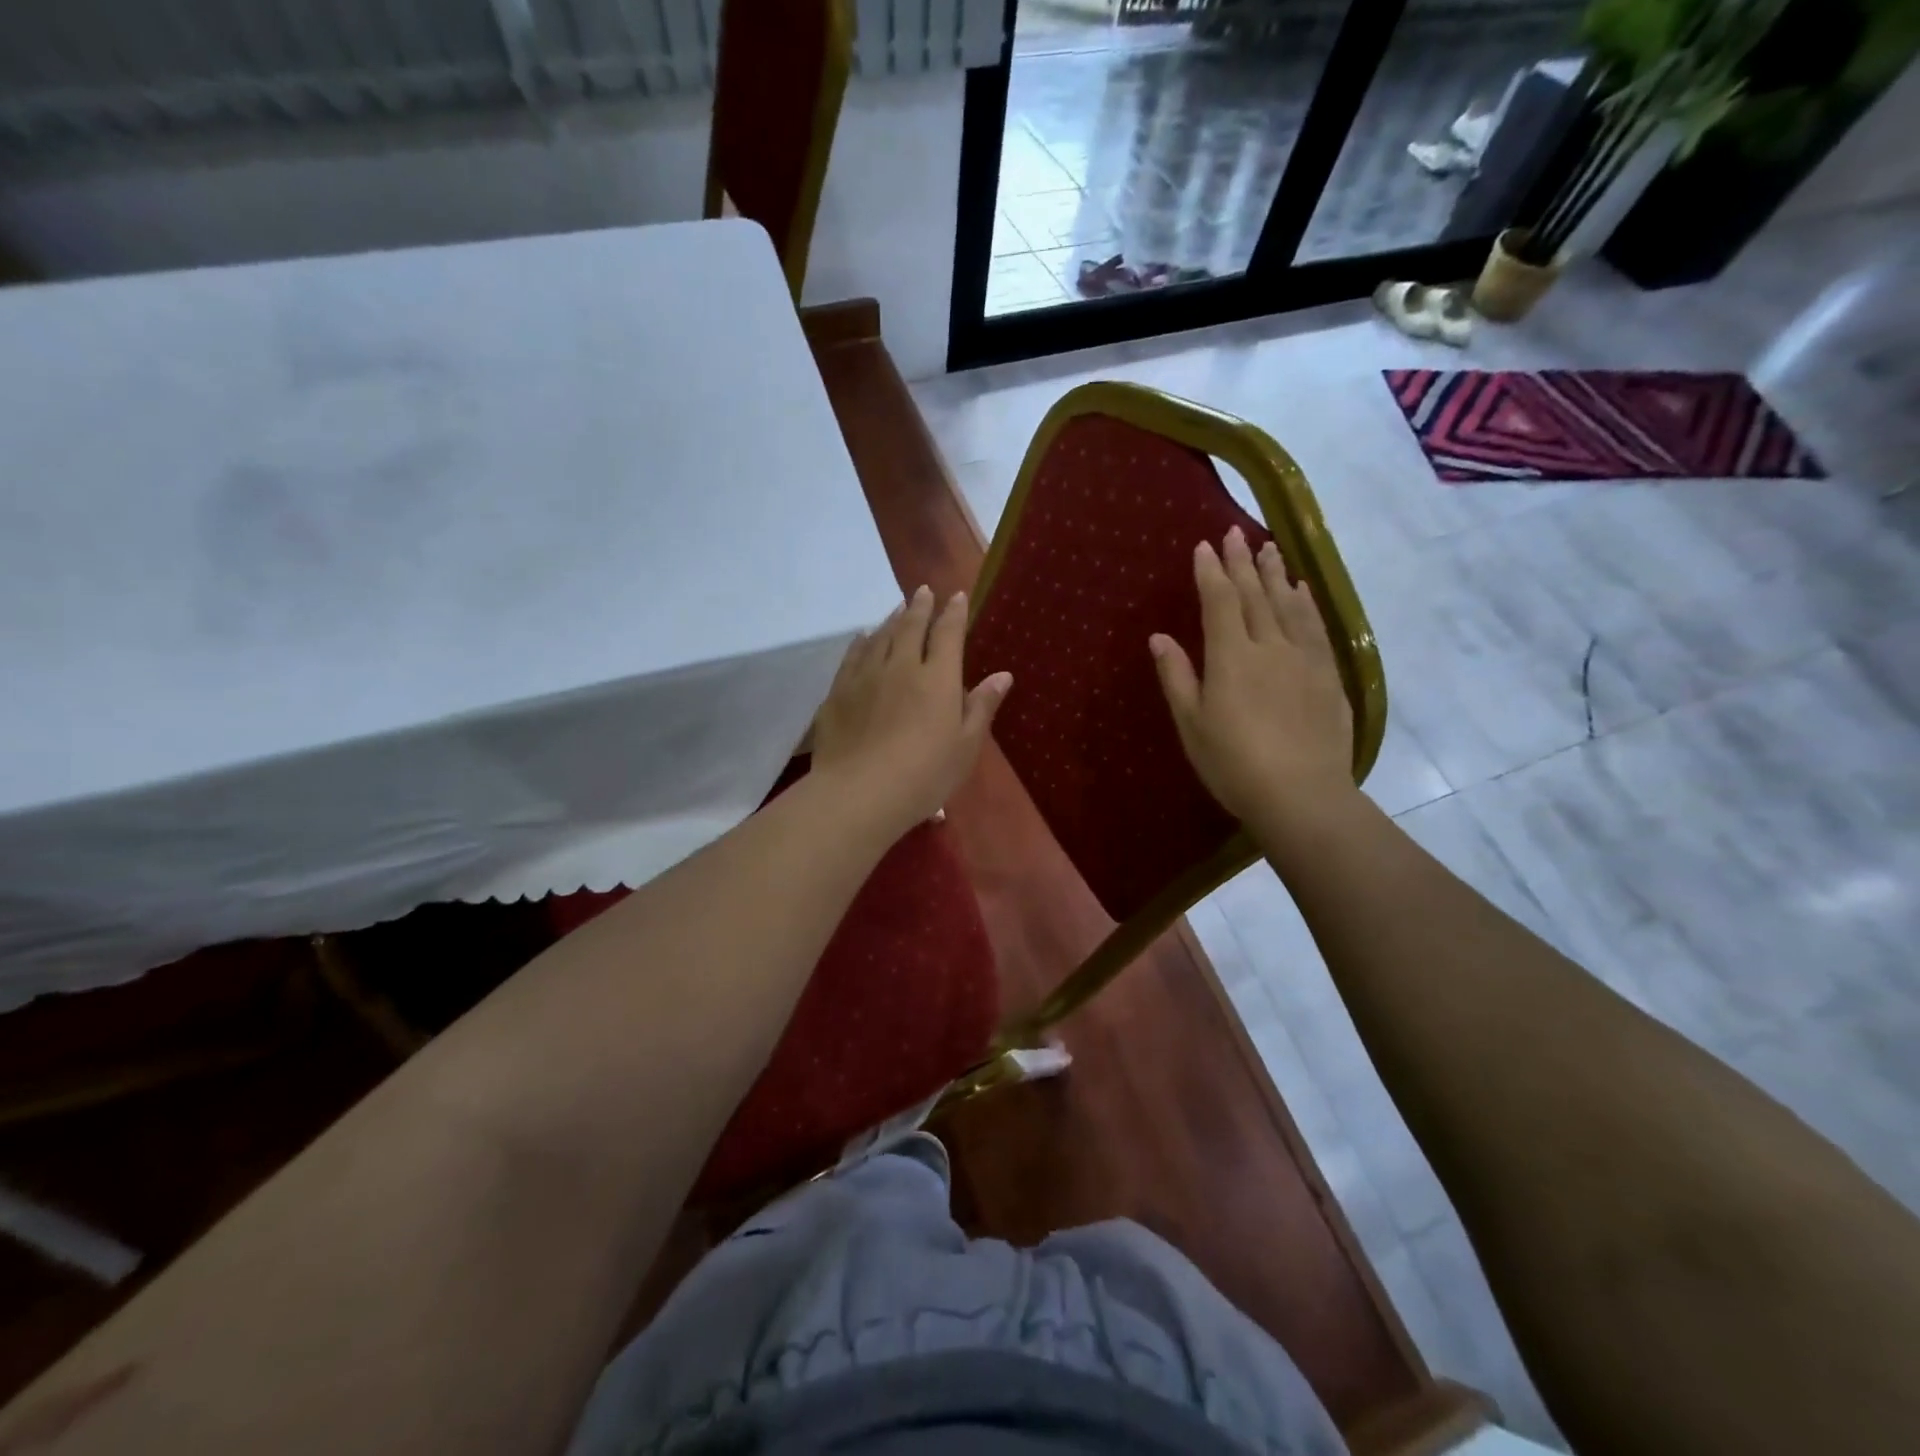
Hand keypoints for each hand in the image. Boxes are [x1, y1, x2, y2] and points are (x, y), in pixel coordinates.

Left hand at [811, 584, 1012, 836]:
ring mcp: (866, 676)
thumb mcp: (965, 747)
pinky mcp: (839, 692)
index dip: (954, 613)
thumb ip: (981, 706)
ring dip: (892, 619)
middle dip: (920, 606)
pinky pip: (852, 656)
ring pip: (881, 636)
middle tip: (923, 591)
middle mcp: (902, 666)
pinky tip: (863, 637)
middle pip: (911, 626)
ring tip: (898, 608)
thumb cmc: (924, 776)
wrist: (860, 793)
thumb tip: (1002, 675)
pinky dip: (862, 641)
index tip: (957, 596)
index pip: (948, 634)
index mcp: (938, 679)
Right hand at [1149, 526, 1355, 828]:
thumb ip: (1177, 676)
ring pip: (1288, 604)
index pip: (1220, 602)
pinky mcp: (1328, 675)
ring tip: (1270, 548)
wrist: (1301, 795)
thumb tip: (1160, 637)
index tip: (1205, 546)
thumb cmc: (1233, 764)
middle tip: (1236, 533)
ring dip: (1277, 574)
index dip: (1211, 572)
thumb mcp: (1192, 724)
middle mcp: (1269, 646)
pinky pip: (1315, 626)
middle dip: (1243, 562)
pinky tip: (1302, 591)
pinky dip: (1306, 603)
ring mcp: (1304, 658)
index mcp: (1231, 657)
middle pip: (1255, 595)